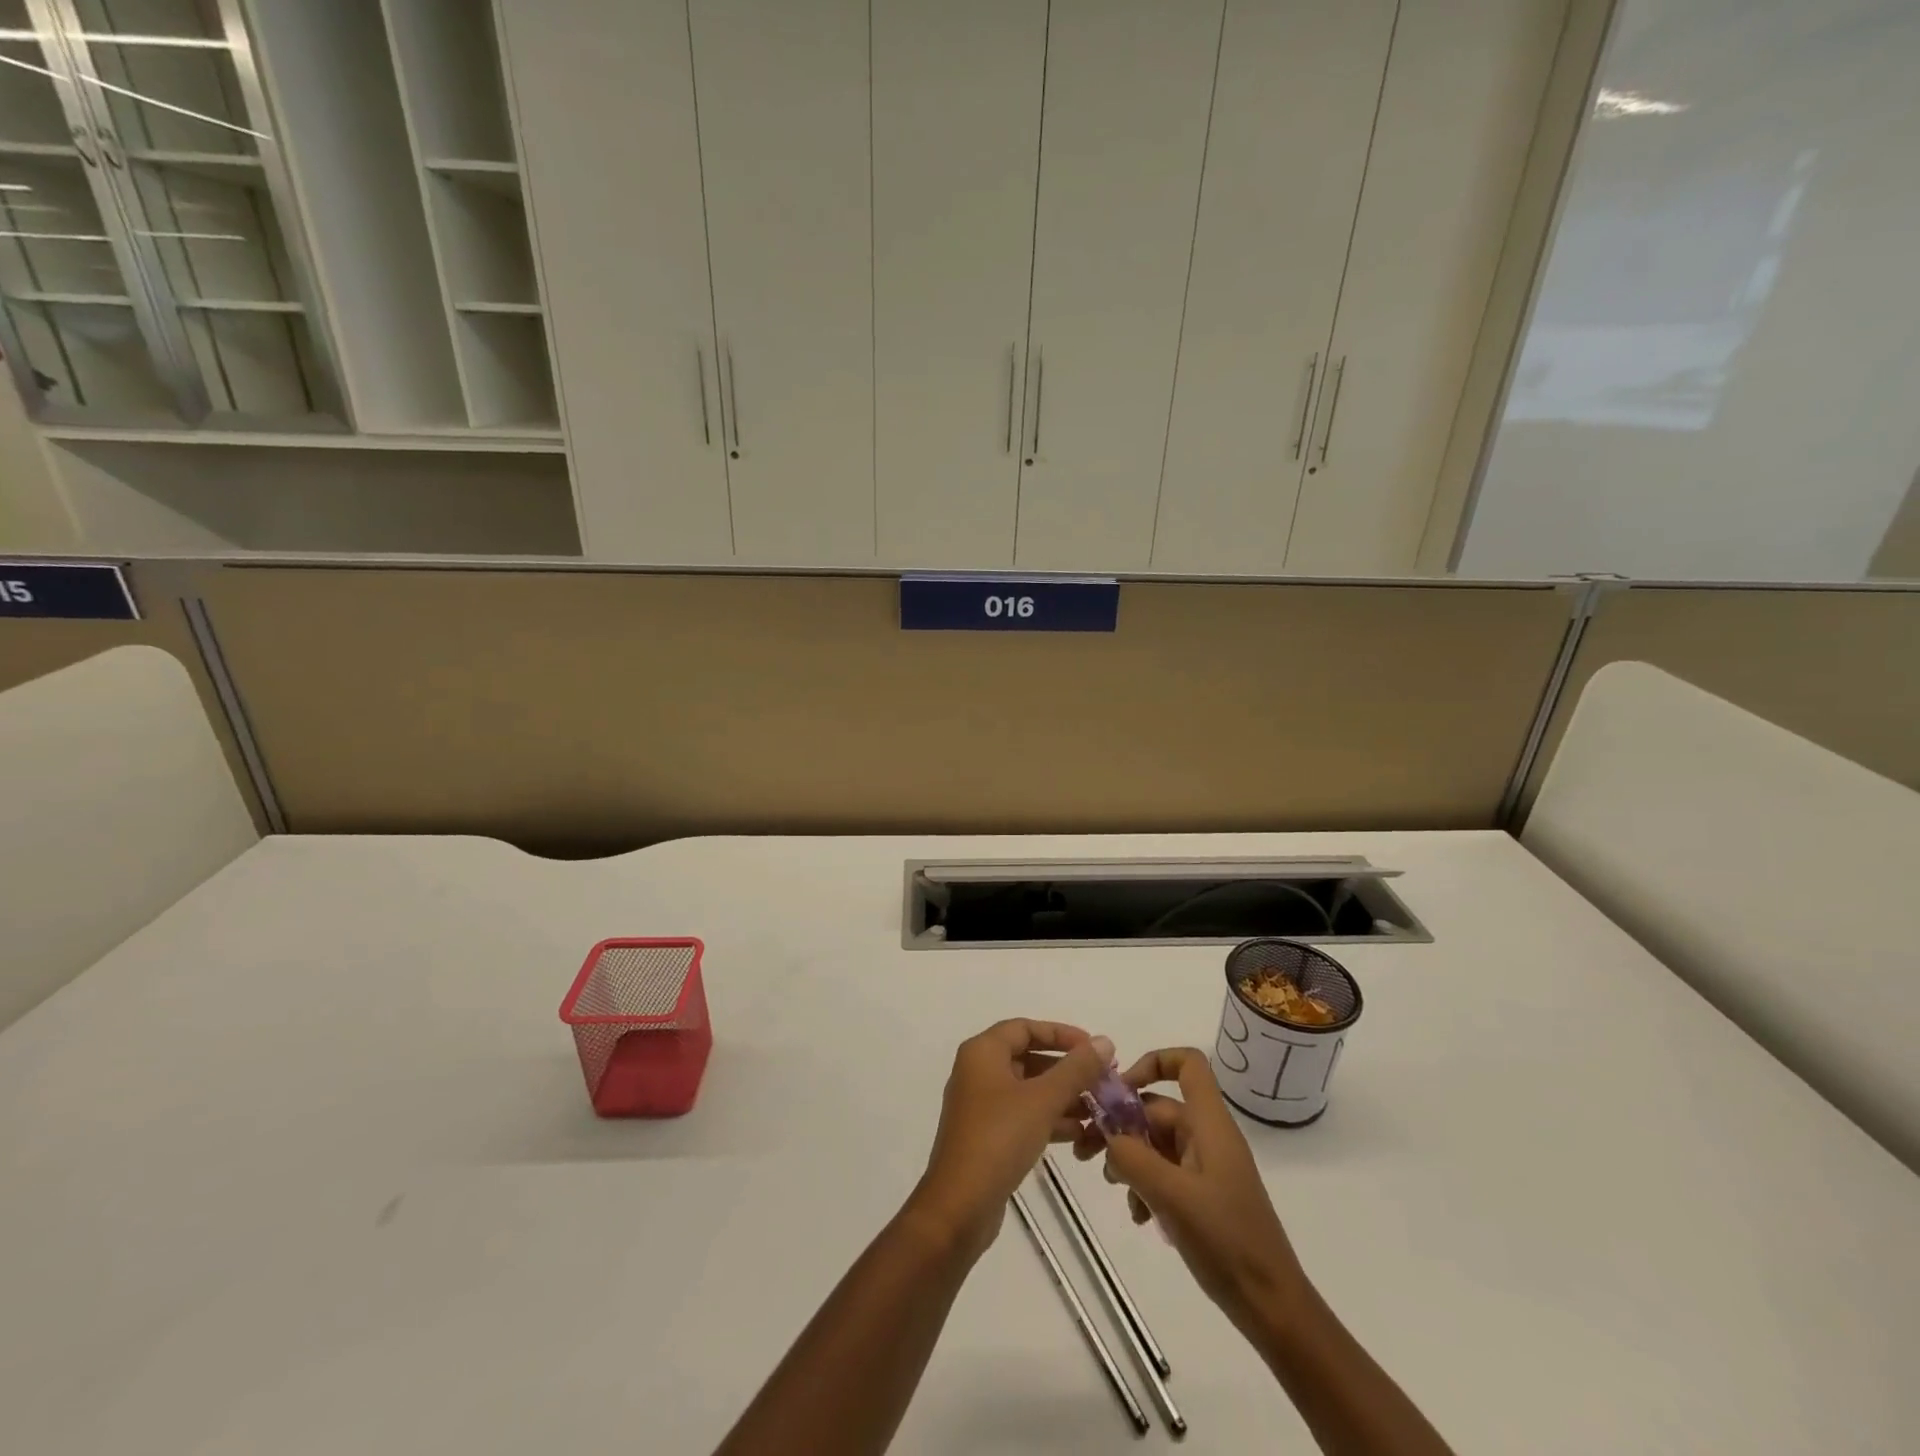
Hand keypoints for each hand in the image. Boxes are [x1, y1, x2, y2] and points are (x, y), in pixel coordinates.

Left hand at [909, 1020, 1112, 1259]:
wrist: (959, 1207)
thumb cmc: (998, 1139)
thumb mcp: (1042, 1100)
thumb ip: (1076, 1069)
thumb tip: (1104, 1041)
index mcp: (982, 1052)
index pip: (1025, 1028)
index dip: (1061, 1034)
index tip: (1093, 1048)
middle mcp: (978, 1072)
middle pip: (1028, 1057)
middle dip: (1066, 1069)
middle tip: (1101, 1081)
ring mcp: (981, 1105)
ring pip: (1028, 1090)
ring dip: (1062, 1097)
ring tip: (1098, 1110)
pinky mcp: (987, 1136)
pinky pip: (1023, 1115)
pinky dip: (1048, 1119)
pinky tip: (1078, 1135)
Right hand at [1076, 1047, 1307, 1336]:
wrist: (1271, 1306)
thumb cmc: (1225, 1240)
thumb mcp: (1170, 1195)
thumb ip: (1132, 1157)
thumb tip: (1107, 1136)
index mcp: (1209, 1123)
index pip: (1187, 1063)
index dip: (1153, 1061)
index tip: (1119, 1090)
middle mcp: (1208, 1136)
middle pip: (1158, 1108)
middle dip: (1121, 1126)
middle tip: (1085, 1152)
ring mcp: (1206, 1166)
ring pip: (1156, 1143)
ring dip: (1130, 1160)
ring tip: (1115, 1190)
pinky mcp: (1204, 1195)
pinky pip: (1165, 1173)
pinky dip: (1145, 1186)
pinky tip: (1139, 1217)